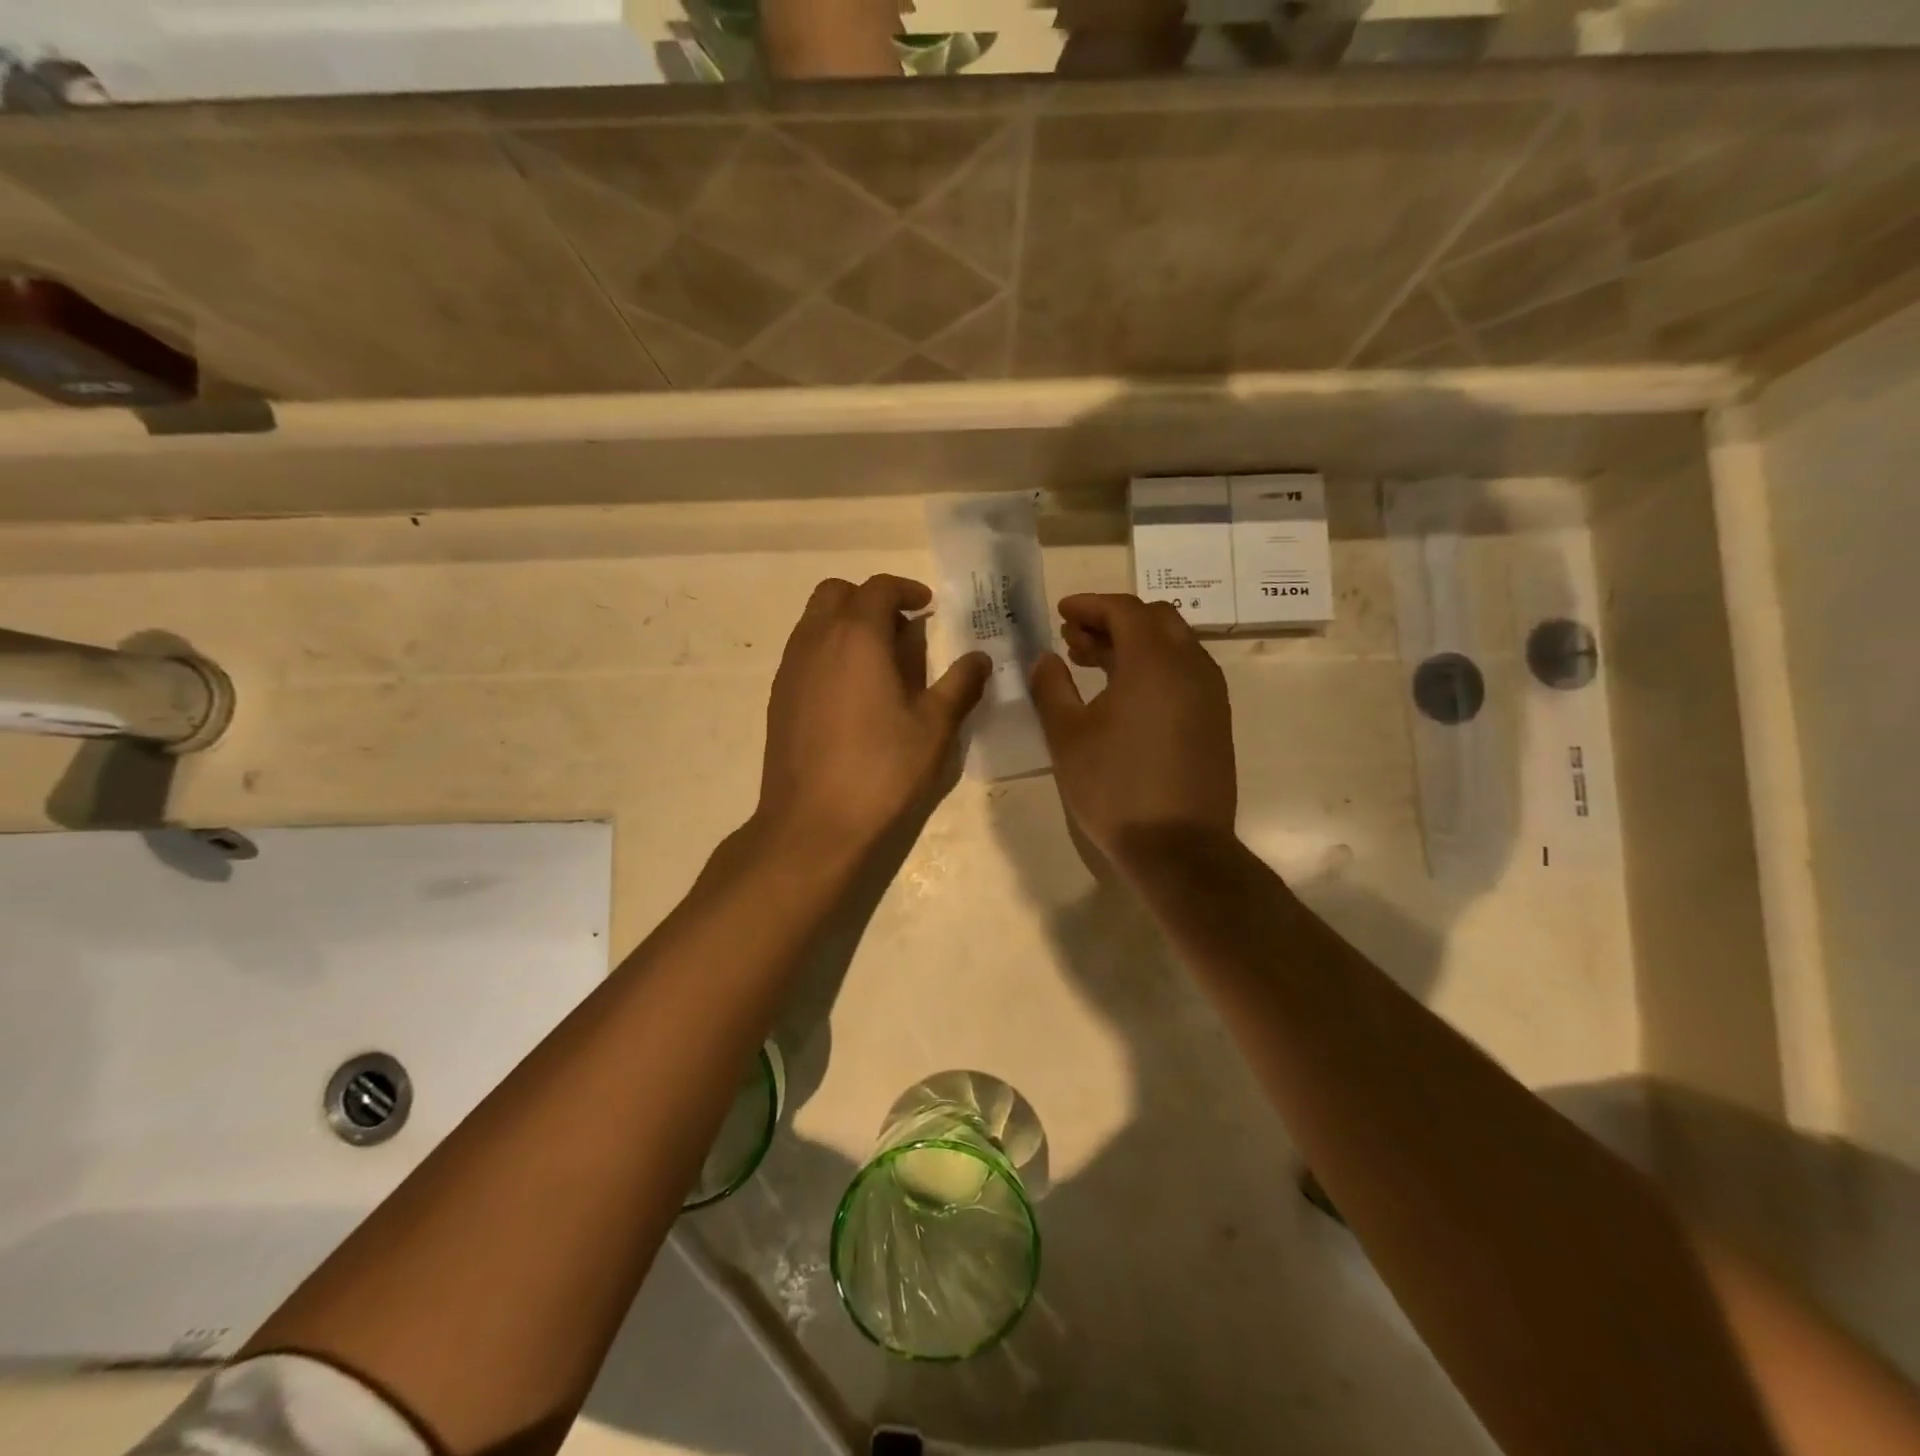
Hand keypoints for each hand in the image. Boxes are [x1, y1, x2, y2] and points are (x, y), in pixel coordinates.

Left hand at [756, 575, 989, 858]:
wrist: (812, 823)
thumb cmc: (881, 770)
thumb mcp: (933, 727)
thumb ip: (959, 685)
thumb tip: (979, 658)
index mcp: (856, 637)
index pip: (878, 588)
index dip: (906, 590)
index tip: (928, 606)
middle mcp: (816, 640)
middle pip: (836, 594)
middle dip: (870, 600)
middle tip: (902, 630)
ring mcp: (791, 669)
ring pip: (814, 621)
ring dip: (846, 624)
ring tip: (880, 663)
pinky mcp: (778, 697)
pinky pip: (803, 653)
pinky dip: (828, 652)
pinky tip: (852, 694)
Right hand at [1030, 593, 1236, 865]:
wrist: (1178, 847)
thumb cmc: (1115, 787)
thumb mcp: (1067, 736)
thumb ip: (1052, 687)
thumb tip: (1045, 658)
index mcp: (1154, 661)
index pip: (1125, 610)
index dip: (1090, 605)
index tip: (1061, 612)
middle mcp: (1191, 666)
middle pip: (1154, 619)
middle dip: (1112, 620)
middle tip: (1074, 639)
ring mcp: (1210, 693)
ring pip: (1173, 645)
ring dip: (1134, 643)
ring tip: (1093, 663)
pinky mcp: (1215, 720)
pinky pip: (1185, 672)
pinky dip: (1154, 667)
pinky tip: (1124, 694)